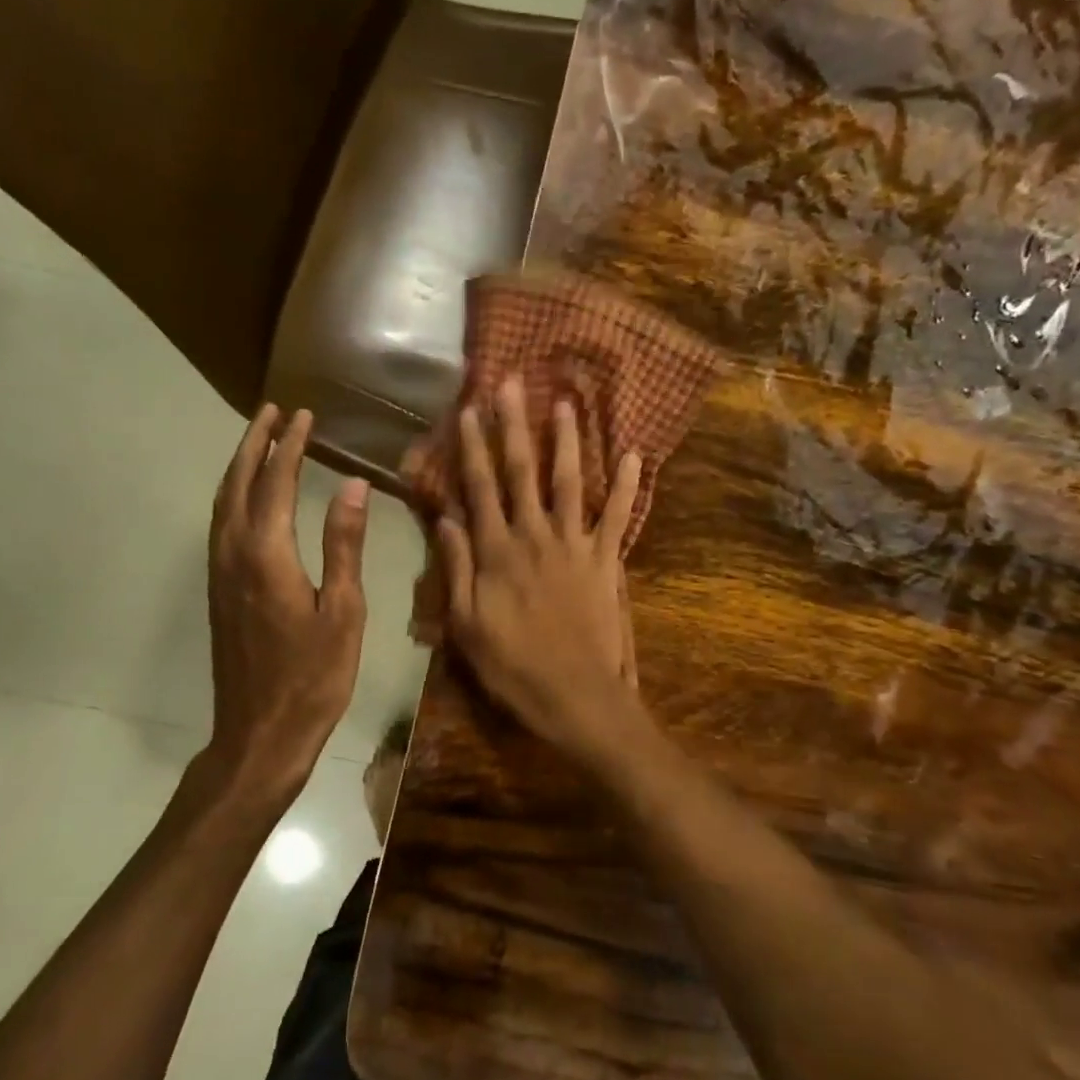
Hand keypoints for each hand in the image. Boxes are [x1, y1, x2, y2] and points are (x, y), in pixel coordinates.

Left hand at [208, 405, 369, 798]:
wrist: (260, 734)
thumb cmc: (314, 677)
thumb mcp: (343, 611)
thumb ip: (344, 544)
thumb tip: (352, 486)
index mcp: (267, 555)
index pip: (275, 482)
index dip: (289, 445)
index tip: (303, 414)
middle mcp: (233, 554)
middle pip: (238, 483)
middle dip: (254, 443)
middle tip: (271, 410)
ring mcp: (219, 573)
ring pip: (222, 502)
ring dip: (239, 465)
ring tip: (258, 440)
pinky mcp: (218, 591)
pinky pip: (220, 524)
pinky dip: (232, 495)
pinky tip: (247, 497)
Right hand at [437, 377, 641, 750]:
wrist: (576, 696)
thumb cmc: (513, 667)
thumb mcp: (466, 626)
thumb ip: (457, 568)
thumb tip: (445, 518)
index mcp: (497, 552)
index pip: (479, 488)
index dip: (472, 447)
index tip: (467, 409)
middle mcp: (534, 537)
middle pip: (522, 472)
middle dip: (514, 425)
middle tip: (510, 383)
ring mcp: (574, 545)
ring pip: (568, 483)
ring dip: (566, 441)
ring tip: (564, 403)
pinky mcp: (605, 560)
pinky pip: (617, 517)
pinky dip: (625, 485)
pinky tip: (634, 454)